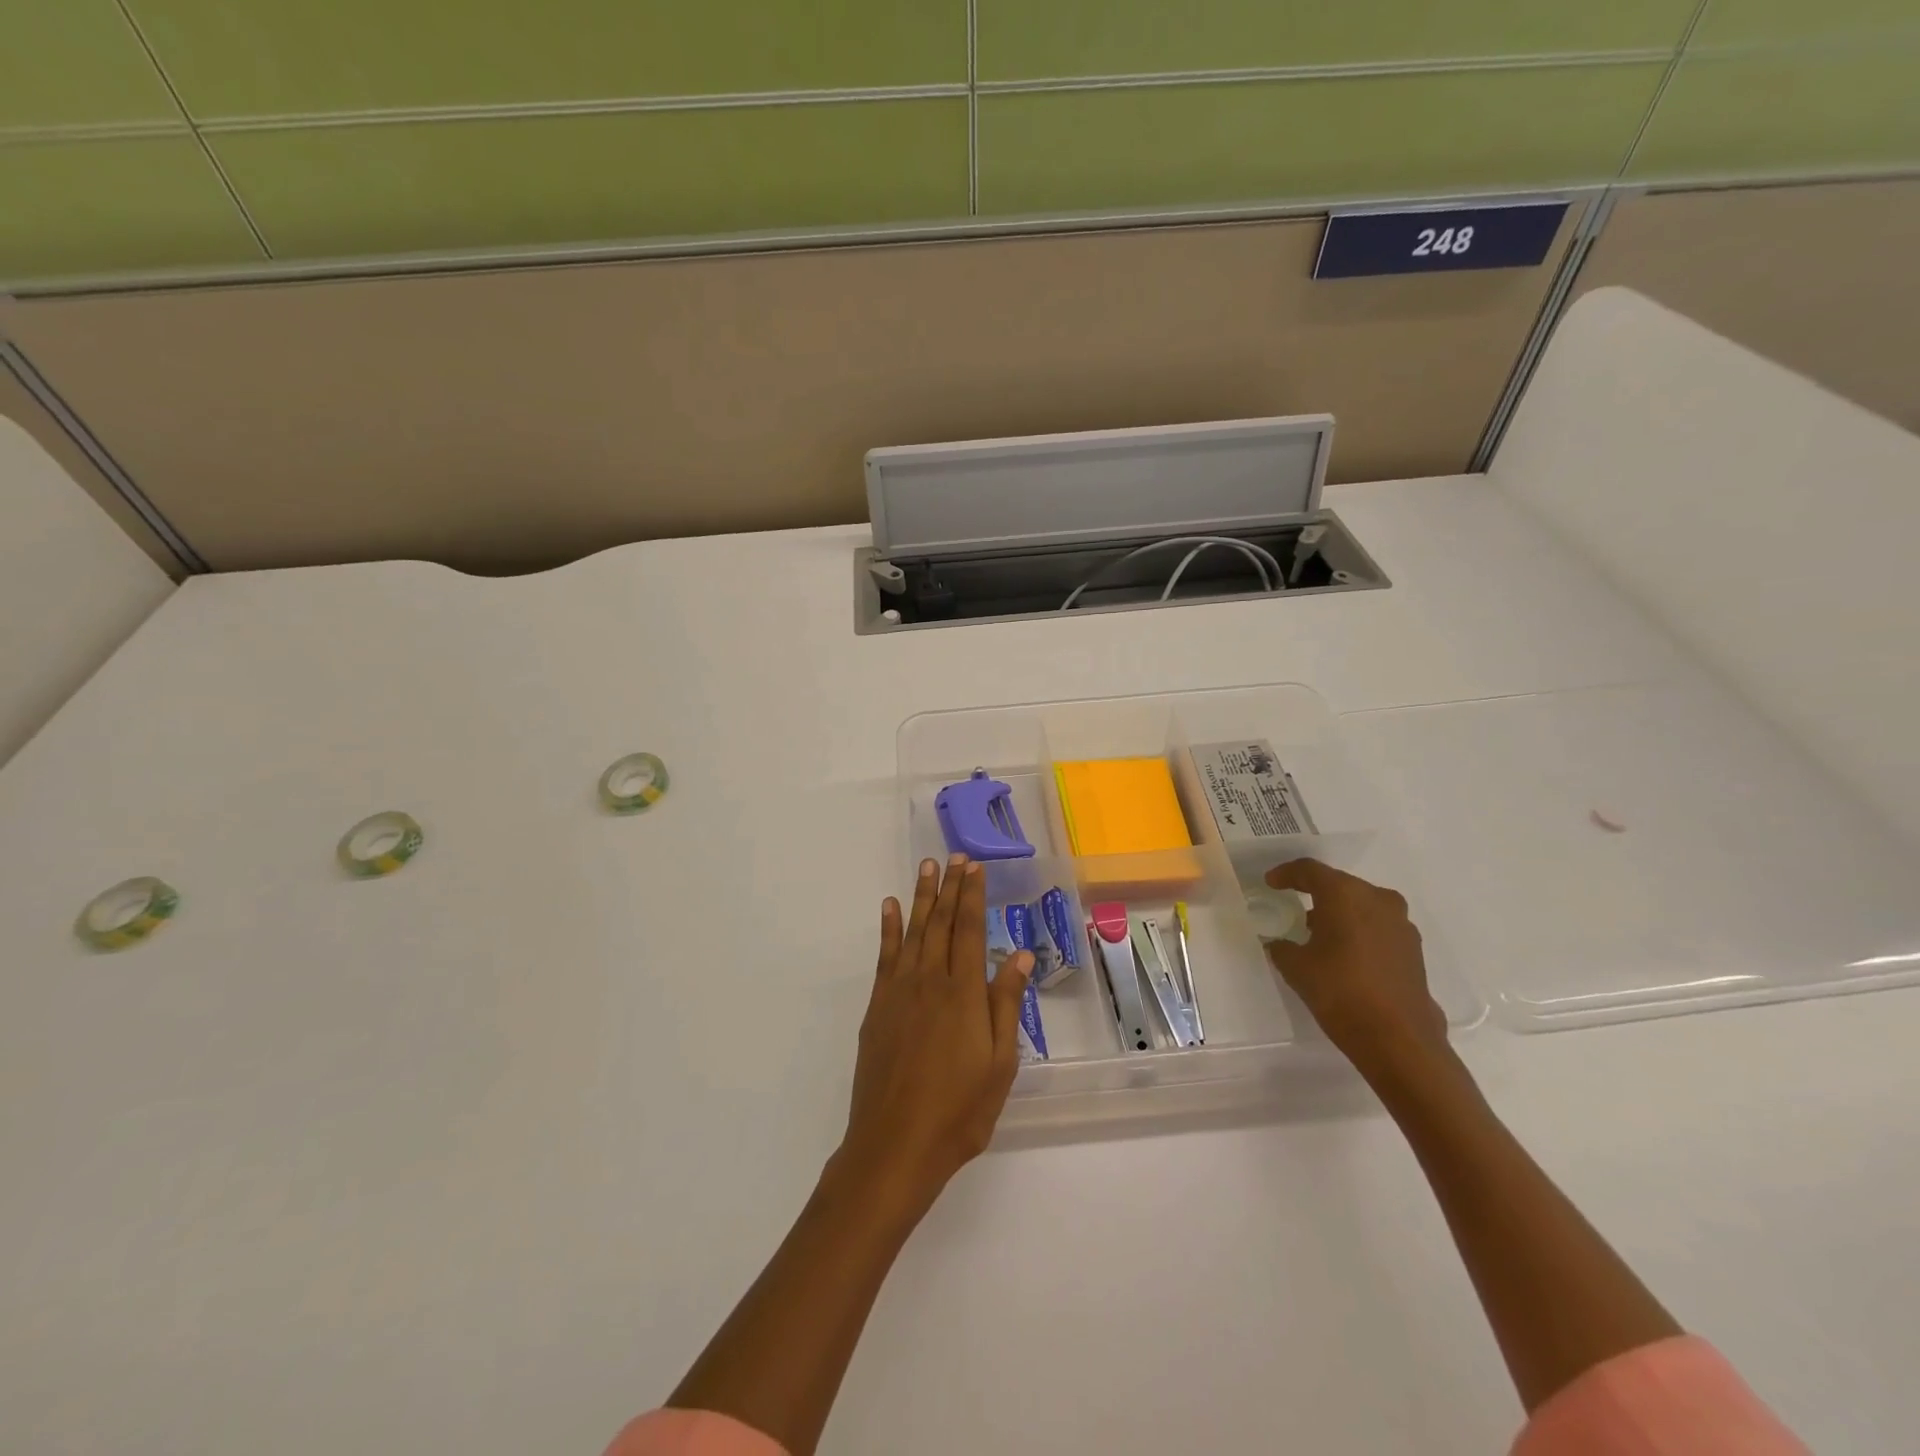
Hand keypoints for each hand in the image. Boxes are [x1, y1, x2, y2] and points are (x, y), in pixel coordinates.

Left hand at [835, 855, 1034, 1217]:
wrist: (894, 1145)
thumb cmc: (959, 1111)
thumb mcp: (999, 1064)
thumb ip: (1006, 1004)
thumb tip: (1017, 954)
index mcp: (963, 993)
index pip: (968, 930)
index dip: (972, 896)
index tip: (974, 867)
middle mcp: (929, 981)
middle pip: (940, 923)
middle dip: (949, 887)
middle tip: (954, 856)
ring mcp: (898, 992)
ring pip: (912, 932)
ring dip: (920, 897)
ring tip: (926, 868)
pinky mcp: (877, 1008)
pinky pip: (884, 956)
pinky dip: (887, 928)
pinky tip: (889, 908)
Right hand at [1263, 859, 1448, 1078]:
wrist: (1399, 1039)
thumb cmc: (1340, 992)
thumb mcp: (1295, 967)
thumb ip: (1282, 947)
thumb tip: (1280, 943)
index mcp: (1344, 894)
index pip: (1310, 870)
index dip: (1287, 874)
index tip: (1271, 883)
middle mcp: (1377, 899)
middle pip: (1339, 884)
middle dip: (1315, 892)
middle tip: (1293, 904)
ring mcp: (1400, 924)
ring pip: (1362, 905)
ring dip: (1340, 912)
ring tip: (1318, 932)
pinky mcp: (1413, 948)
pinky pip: (1378, 926)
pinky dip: (1359, 930)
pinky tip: (1345, 953)